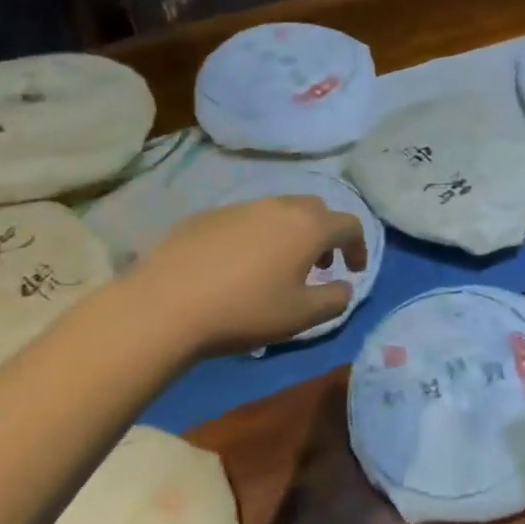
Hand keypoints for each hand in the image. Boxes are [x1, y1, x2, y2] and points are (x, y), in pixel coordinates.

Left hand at [128, 196, 366, 357]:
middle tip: (319, 265)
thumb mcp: (302, 317)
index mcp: (309, 227)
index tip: (353, 271)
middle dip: (325, 234)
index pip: (349, 224)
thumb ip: (335, 300)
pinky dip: (256, 236)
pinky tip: (237, 267)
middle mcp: (279, 206)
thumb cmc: (245, 311)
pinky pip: (245, 220)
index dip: (359, 247)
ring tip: (278, 267)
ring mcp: (241, 207)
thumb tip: (344, 287)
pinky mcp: (208, 215)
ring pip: (279, 211)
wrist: (165, 304)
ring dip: (290, 234)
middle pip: (316, 209)